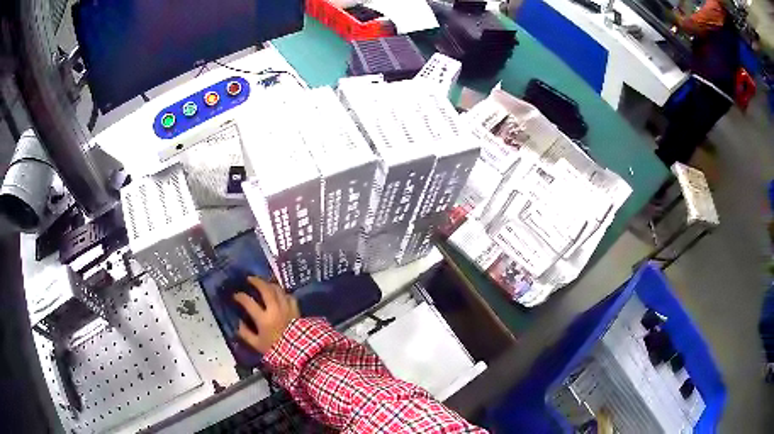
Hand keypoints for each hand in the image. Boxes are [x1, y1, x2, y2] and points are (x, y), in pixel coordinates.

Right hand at [233, 276, 299, 353]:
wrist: (299, 354)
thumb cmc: (276, 350)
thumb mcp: (257, 345)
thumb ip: (246, 334)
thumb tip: (238, 323)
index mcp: (264, 319)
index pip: (249, 302)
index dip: (240, 296)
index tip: (236, 295)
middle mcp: (275, 310)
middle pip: (266, 289)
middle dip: (257, 281)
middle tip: (250, 279)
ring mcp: (287, 309)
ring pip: (278, 290)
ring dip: (270, 284)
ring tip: (264, 283)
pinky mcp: (296, 310)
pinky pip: (289, 296)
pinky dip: (283, 293)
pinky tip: (279, 294)